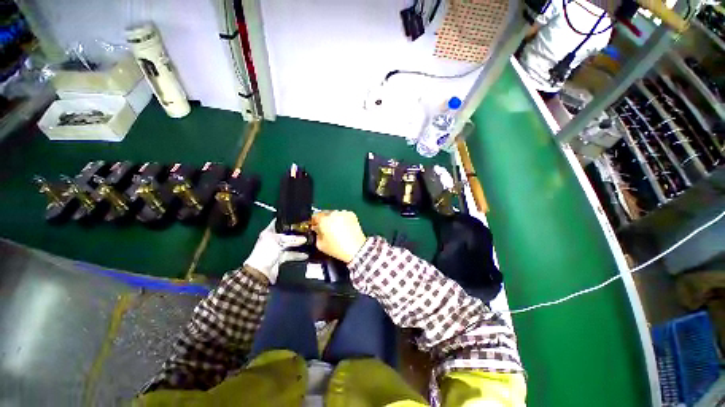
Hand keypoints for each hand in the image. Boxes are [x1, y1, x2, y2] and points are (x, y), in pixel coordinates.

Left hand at [243, 219, 308, 283]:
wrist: (260, 271)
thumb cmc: (266, 252)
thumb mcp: (278, 241)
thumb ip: (292, 239)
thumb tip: (305, 239)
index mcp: (269, 232)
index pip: (278, 222)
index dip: (287, 219)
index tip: (298, 217)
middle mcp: (273, 239)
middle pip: (286, 233)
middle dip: (296, 232)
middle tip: (308, 229)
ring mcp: (277, 249)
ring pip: (290, 244)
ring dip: (298, 244)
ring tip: (309, 240)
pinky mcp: (281, 258)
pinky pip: (291, 254)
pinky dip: (298, 255)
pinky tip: (306, 254)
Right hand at [311, 210, 366, 262]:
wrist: (356, 248)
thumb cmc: (337, 248)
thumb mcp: (320, 245)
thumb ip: (316, 234)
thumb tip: (317, 229)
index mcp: (324, 220)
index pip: (315, 216)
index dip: (314, 221)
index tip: (315, 226)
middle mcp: (333, 213)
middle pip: (325, 214)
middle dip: (325, 220)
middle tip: (326, 229)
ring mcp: (344, 213)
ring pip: (335, 214)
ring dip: (334, 219)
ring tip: (337, 229)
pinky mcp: (352, 215)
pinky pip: (344, 215)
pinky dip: (343, 219)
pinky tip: (345, 228)